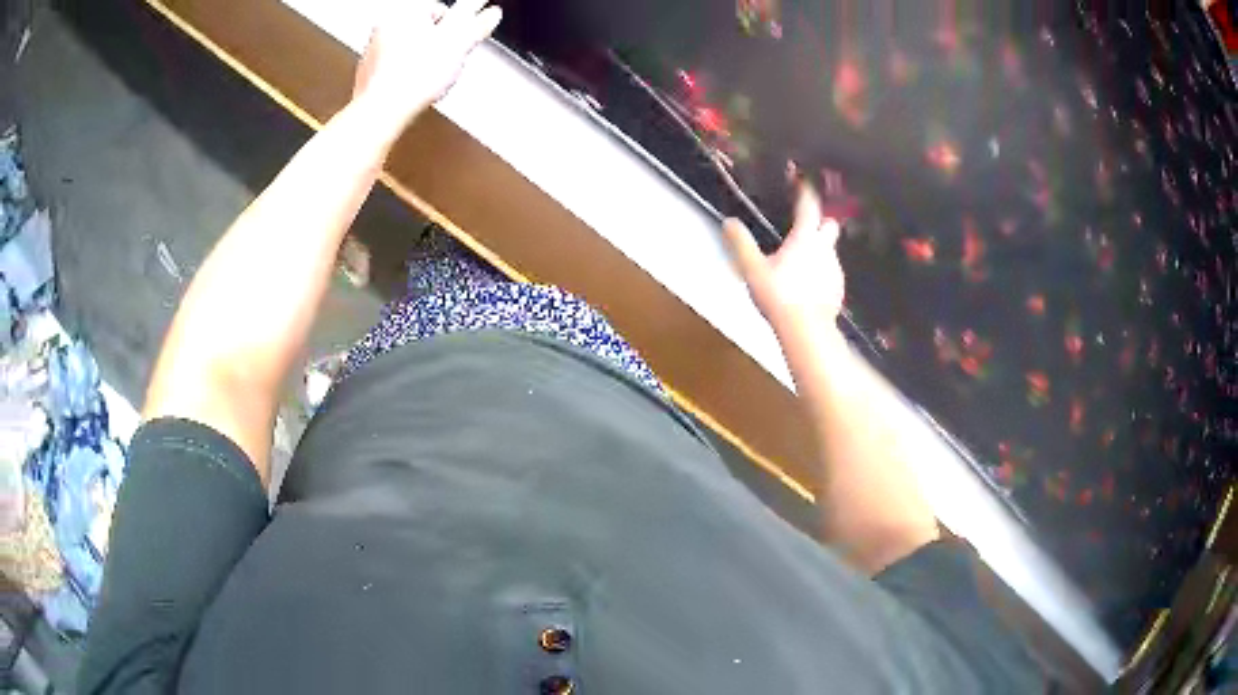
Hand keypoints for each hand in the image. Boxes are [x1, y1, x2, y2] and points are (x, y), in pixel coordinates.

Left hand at [353, 0, 502, 124]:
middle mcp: (386, 27)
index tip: (461, 40)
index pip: (440, 9)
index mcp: (409, 12)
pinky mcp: (366, 74)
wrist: (383, 109)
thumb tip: (491, 14)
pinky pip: (390, 69)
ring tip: (429, 76)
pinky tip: (412, 86)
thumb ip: (478, 26)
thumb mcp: (459, 45)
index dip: (454, 27)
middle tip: (446, 59)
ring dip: (419, 60)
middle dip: (436, 43)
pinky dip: (402, 76)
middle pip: (421, 29)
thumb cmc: (414, 75)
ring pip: (405, 49)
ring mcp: (373, 51)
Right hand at [723, 185, 844, 341]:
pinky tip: (808, 286)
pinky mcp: (838, 290)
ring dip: (819, 250)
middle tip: (805, 227)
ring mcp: (835, 270)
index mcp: (805, 238)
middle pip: (829, 225)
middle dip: (820, 223)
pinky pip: (831, 273)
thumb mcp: (752, 269)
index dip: (805, 191)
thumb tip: (728, 221)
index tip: (802, 181)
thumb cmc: (779, 295)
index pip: (809, 206)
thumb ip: (741, 243)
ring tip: (801, 262)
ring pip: (830, 250)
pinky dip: (822, 273)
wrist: (806, 330)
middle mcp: (825, 249)